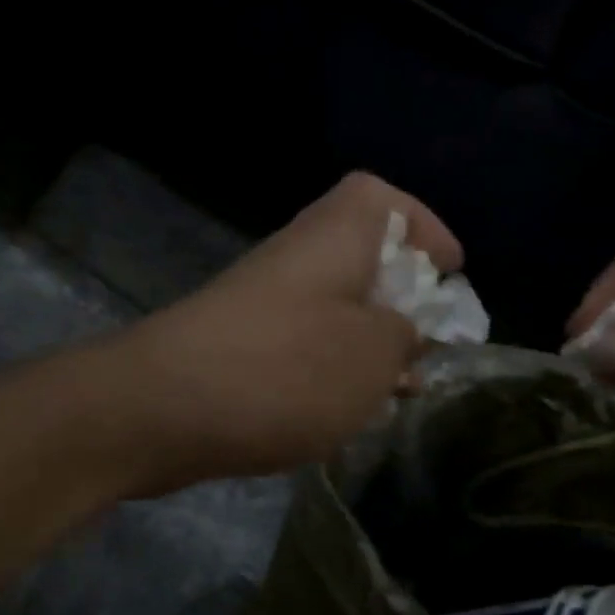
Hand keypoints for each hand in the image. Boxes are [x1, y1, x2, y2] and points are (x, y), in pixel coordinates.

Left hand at [111, 172, 461, 491]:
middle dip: (403, 299)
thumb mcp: (373, 354)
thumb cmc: (285, 369)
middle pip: (361, 257)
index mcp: (336, 235)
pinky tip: (346, 414)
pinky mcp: (240, 346)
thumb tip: (405, 330)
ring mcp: (263, 302)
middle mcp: (297, 257)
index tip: (453, 272)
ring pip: (333, 309)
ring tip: (400, 390)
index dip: (423, 227)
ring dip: (369, 344)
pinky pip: (302, 346)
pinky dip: (332, 372)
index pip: (382, 200)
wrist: (161, 408)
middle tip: (431, 344)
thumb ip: (404, 335)